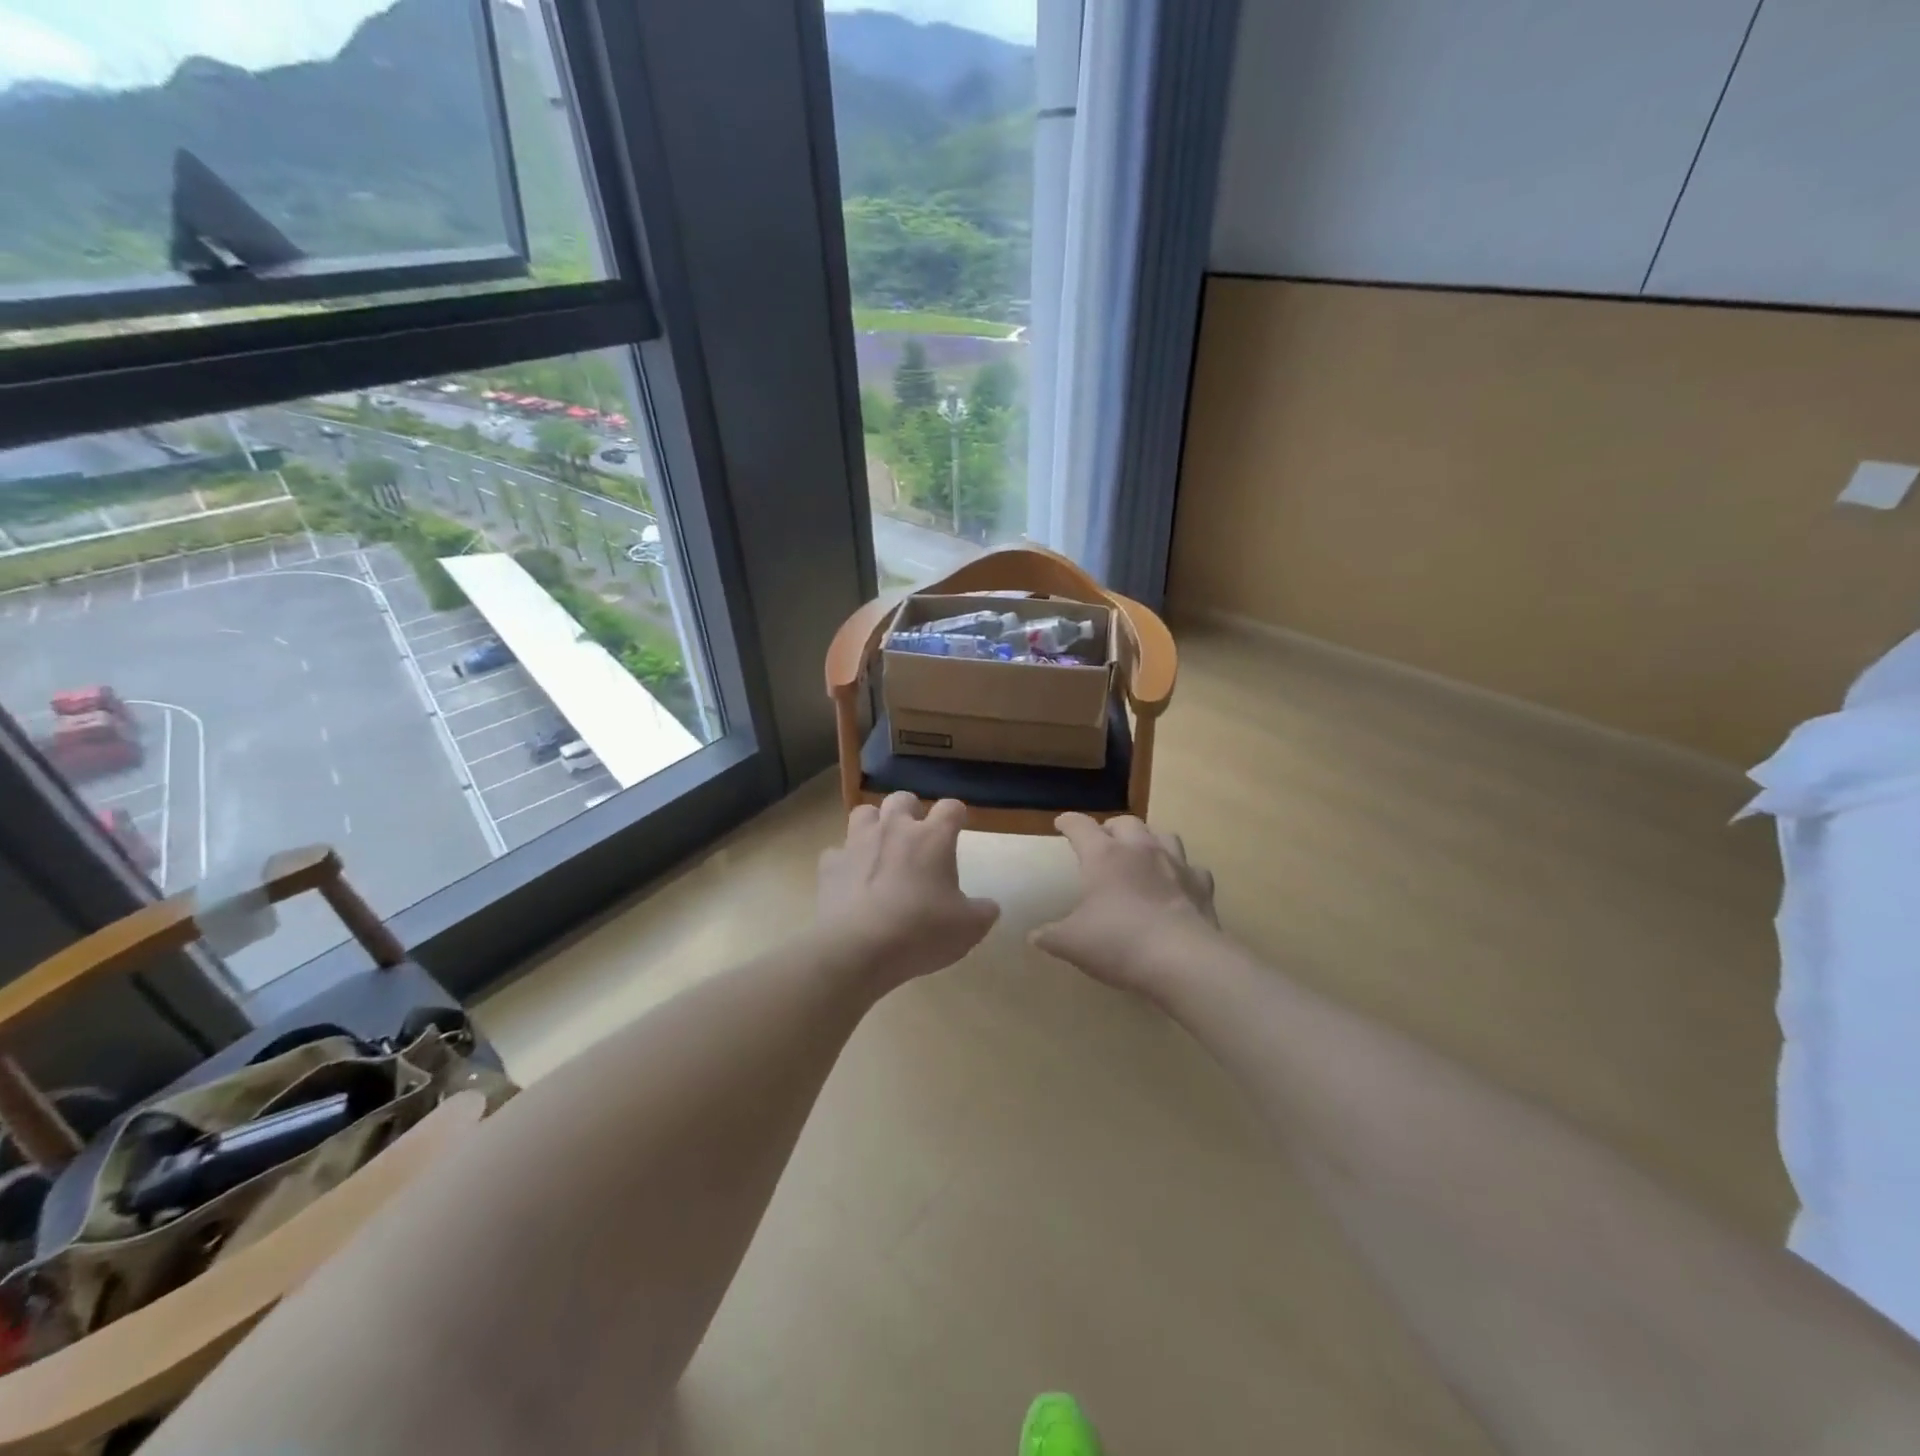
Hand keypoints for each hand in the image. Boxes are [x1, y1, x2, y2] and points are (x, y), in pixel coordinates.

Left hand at [817, 793, 1000, 989]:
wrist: (858, 950)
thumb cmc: (921, 932)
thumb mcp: (968, 929)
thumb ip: (983, 912)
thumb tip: (989, 906)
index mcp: (932, 838)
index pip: (951, 807)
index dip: (957, 815)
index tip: (959, 827)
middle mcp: (894, 829)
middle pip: (902, 798)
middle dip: (911, 810)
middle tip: (917, 835)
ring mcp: (857, 843)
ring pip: (865, 813)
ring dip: (875, 824)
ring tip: (881, 847)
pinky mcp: (830, 865)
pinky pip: (837, 852)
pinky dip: (845, 861)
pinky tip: (851, 880)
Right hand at [1032, 813, 1219, 997]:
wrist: (1182, 960)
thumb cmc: (1118, 942)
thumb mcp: (1072, 943)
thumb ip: (1050, 936)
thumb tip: (1034, 935)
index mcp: (1104, 856)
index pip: (1081, 826)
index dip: (1069, 822)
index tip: (1062, 823)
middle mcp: (1140, 849)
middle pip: (1125, 822)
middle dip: (1111, 828)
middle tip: (1103, 841)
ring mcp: (1175, 864)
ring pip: (1163, 835)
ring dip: (1149, 840)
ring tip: (1142, 854)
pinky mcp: (1201, 885)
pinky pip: (1192, 868)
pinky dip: (1182, 872)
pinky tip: (1177, 884)